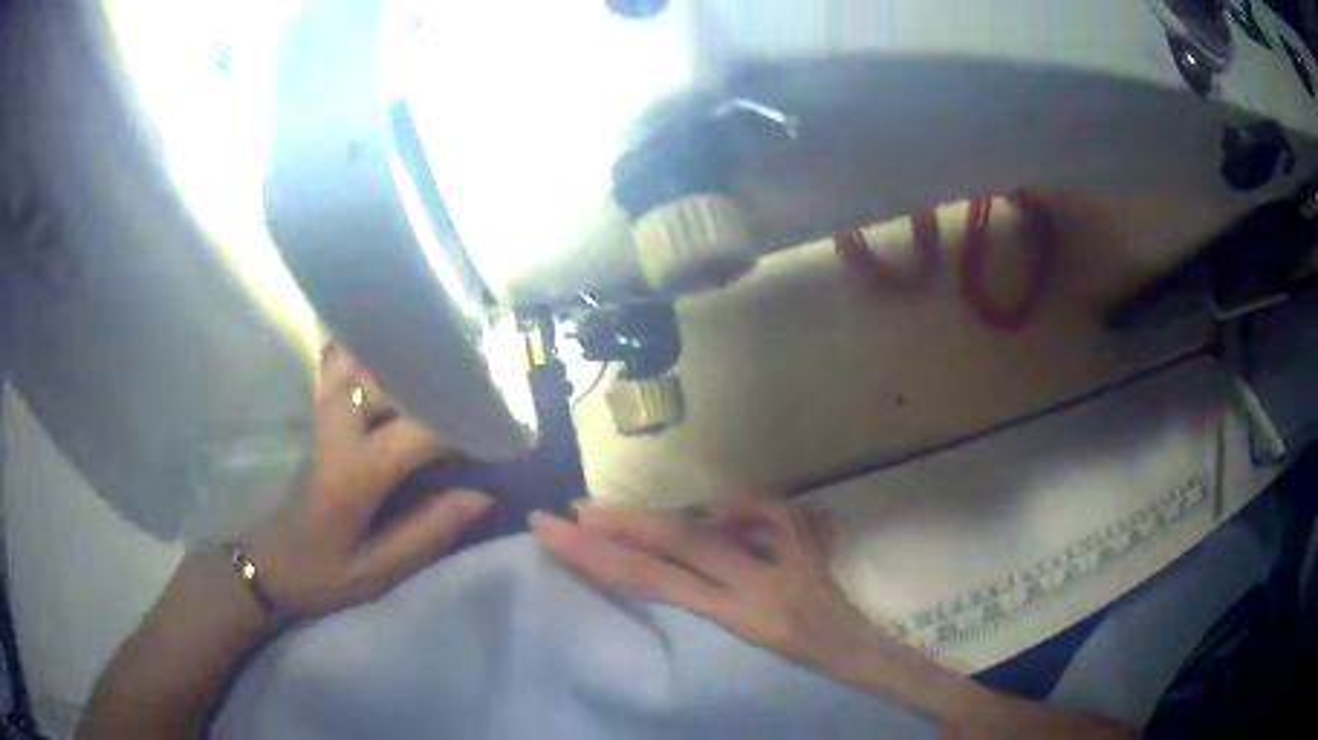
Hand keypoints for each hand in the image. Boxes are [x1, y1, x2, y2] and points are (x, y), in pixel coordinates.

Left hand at [246, 346, 494, 618]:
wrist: (267, 564)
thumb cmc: (320, 573)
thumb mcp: (376, 571)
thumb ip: (426, 532)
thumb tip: (482, 495)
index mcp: (353, 472)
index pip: (419, 431)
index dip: (466, 425)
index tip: (504, 430)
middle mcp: (337, 431)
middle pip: (384, 374)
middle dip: (432, 372)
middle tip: (472, 379)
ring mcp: (321, 419)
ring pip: (356, 360)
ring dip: (396, 356)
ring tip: (437, 361)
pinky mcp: (315, 420)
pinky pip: (337, 370)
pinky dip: (362, 356)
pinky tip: (388, 358)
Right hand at [530, 500, 878, 673]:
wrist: (871, 665)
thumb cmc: (808, 679)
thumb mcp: (748, 665)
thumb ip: (710, 615)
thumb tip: (660, 578)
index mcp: (743, 621)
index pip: (654, 583)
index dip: (597, 557)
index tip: (551, 532)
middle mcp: (762, 586)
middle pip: (679, 545)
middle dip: (618, 528)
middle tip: (567, 515)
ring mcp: (790, 560)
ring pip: (717, 527)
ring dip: (663, 517)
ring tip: (618, 515)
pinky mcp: (811, 548)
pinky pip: (772, 512)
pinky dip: (737, 506)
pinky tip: (716, 510)